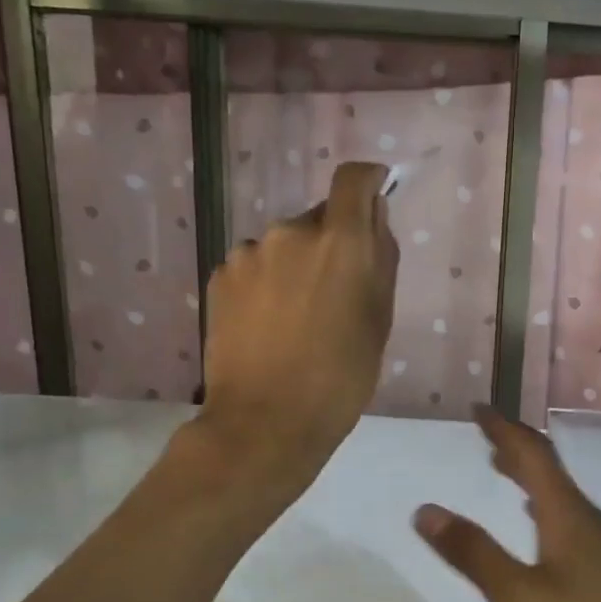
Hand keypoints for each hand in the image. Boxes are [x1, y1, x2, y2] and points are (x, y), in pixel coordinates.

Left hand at [194, 162, 398, 489]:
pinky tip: (267, 326)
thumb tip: (374, 217)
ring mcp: (247, 253)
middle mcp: (289, 232)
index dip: (367, 181)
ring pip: (283, 246)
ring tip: (296, 318)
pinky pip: (254, 267)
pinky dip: (266, 284)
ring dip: (295, 266)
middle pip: (318, 219)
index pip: (353, 180)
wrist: (266, 422)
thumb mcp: (379, 320)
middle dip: (330, 244)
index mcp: (339, 242)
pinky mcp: (219, 277)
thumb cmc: (341, 378)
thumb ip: (381, 258)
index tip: (374, 197)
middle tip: (335, 294)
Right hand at [413, 406, 600, 601]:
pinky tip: (535, 522)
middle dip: (515, 447)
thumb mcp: (518, 598)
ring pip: (559, 494)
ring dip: (528, 475)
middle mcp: (588, 520)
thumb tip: (425, 509)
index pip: (533, 454)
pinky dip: (541, 505)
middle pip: (549, 469)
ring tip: (499, 467)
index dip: (503, 429)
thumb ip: (473, 553)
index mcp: (568, 515)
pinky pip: (567, 518)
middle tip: (484, 434)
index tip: (477, 409)